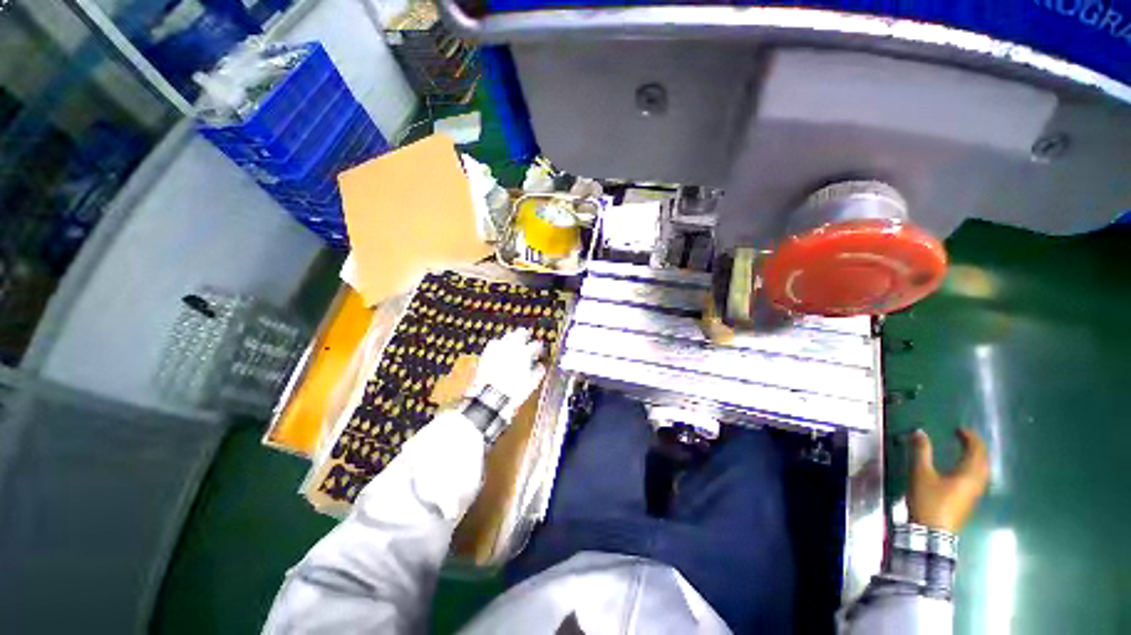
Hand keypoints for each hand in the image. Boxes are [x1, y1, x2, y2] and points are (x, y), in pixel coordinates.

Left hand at [468, 328, 545, 418]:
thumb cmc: (514, 392)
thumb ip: (538, 371)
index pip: (536, 345)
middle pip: (521, 333)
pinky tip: (501, 349)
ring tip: (515, 344)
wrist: (490, 398)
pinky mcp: (487, 353)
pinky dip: (500, 344)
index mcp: (524, 353)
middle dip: (526, 335)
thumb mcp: (532, 383)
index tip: (540, 351)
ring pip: (508, 336)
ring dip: (513, 338)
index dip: (540, 348)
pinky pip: (495, 343)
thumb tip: (541, 365)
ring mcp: (498, 348)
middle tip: (528, 339)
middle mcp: (511, 347)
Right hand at [908, 427, 989, 532]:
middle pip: (984, 461)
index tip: (959, 429)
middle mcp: (977, 482)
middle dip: (976, 447)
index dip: (970, 438)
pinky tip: (964, 470)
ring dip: (977, 458)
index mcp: (968, 474)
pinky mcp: (970, 501)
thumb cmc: (928, 500)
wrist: (932, 532)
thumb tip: (920, 432)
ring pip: (983, 471)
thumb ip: (921, 452)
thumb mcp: (921, 473)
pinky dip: (974, 468)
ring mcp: (975, 494)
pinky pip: (978, 478)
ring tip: (965, 451)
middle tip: (965, 438)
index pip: (976, 451)